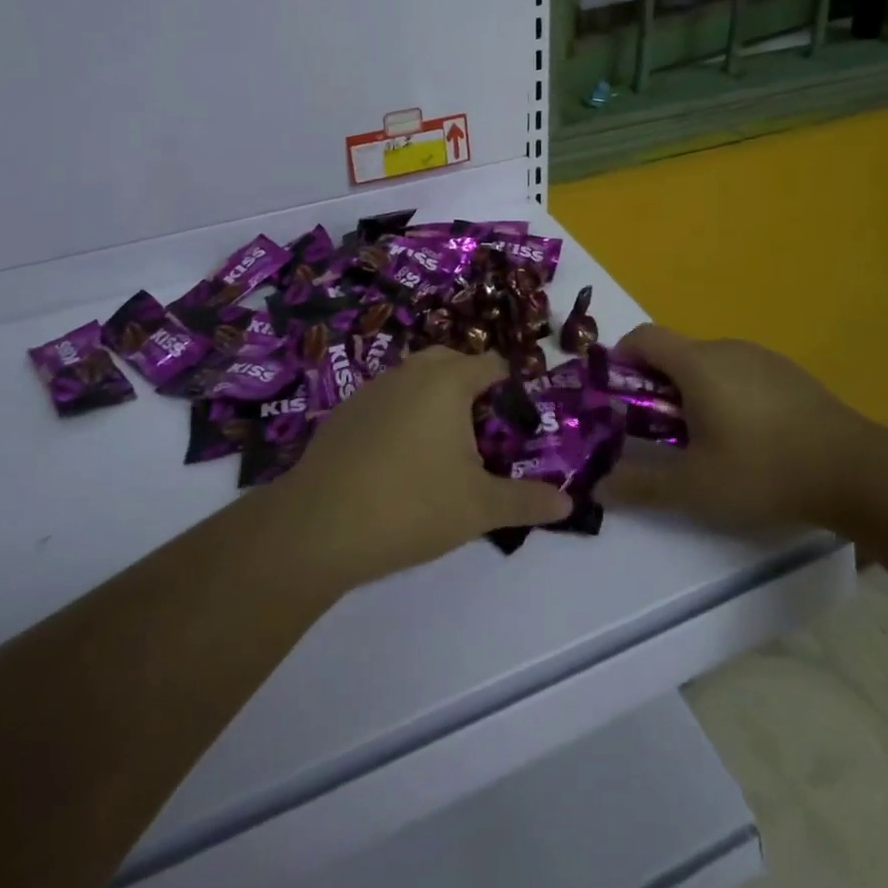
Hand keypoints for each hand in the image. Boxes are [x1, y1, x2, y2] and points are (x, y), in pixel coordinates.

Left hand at [275, 348, 573, 582]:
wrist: (318, 525)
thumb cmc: (411, 505)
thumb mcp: (479, 508)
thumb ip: (527, 501)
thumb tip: (568, 505)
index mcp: (448, 381)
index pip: (491, 365)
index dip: (510, 389)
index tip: (517, 425)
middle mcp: (410, 372)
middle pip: (451, 362)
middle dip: (471, 387)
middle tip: (482, 433)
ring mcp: (372, 389)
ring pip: (415, 379)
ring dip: (433, 400)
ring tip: (443, 448)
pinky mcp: (344, 412)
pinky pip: (386, 400)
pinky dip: (401, 416)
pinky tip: (398, 461)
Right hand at [603, 325, 873, 531]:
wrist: (856, 470)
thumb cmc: (764, 471)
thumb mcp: (695, 488)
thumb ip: (642, 485)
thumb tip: (598, 486)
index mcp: (697, 364)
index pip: (644, 337)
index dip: (620, 358)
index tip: (616, 394)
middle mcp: (727, 348)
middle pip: (675, 353)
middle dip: (656, 386)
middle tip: (658, 432)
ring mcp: (762, 358)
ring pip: (710, 364)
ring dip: (692, 391)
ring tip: (704, 440)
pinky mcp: (789, 373)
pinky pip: (741, 373)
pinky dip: (726, 394)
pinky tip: (748, 437)